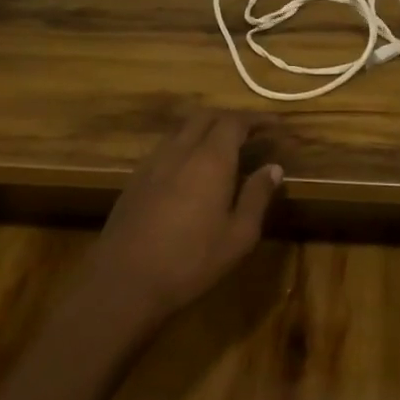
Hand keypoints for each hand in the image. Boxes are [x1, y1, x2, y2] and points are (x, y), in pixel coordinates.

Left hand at [91, 110, 283, 325]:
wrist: (123, 282)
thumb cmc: (190, 261)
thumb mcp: (239, 235)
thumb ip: (257, 196)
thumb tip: (273, 168)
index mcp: (210, 160)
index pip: (235, 122)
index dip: (257, 119)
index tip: (276, 124)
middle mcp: (181, 151)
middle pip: (206, 116)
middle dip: (231, 118)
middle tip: (251, 133)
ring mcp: (153, 163)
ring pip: (182, 129)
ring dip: (205, 129)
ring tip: (223, 148)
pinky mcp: (135, 179)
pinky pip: (165, 148)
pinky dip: (185, 146)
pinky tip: (191, 170)